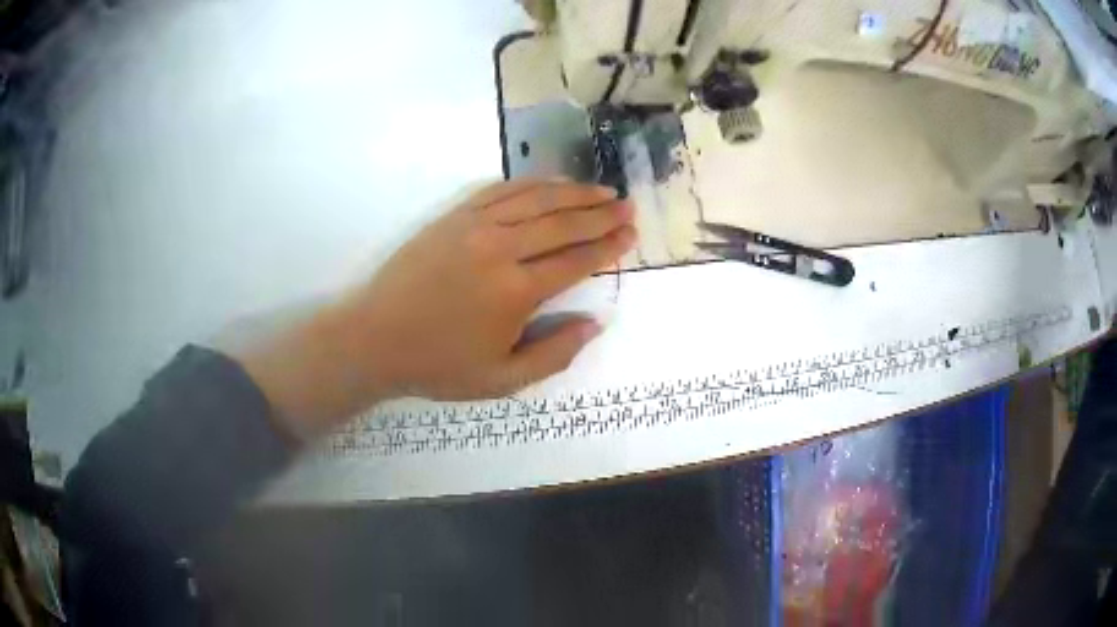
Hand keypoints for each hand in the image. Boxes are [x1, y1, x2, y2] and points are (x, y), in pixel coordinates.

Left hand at [238, 179, 636, 440]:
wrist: (374, 338)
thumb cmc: (438, 365)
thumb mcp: (502, 380)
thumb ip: (554, 354)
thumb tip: (595, 323)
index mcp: (516, 291)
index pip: (576, 260)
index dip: (607, 246)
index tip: (630, 234)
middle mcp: (500, 249)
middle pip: (562, 222)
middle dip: (600, 213)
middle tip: (626, 206)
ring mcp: (474, 226)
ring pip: (535, 199)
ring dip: (573, 192)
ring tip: (601, 190)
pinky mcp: (453, 217)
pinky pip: (500, 191)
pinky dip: (530, 184)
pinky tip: (549, 184)